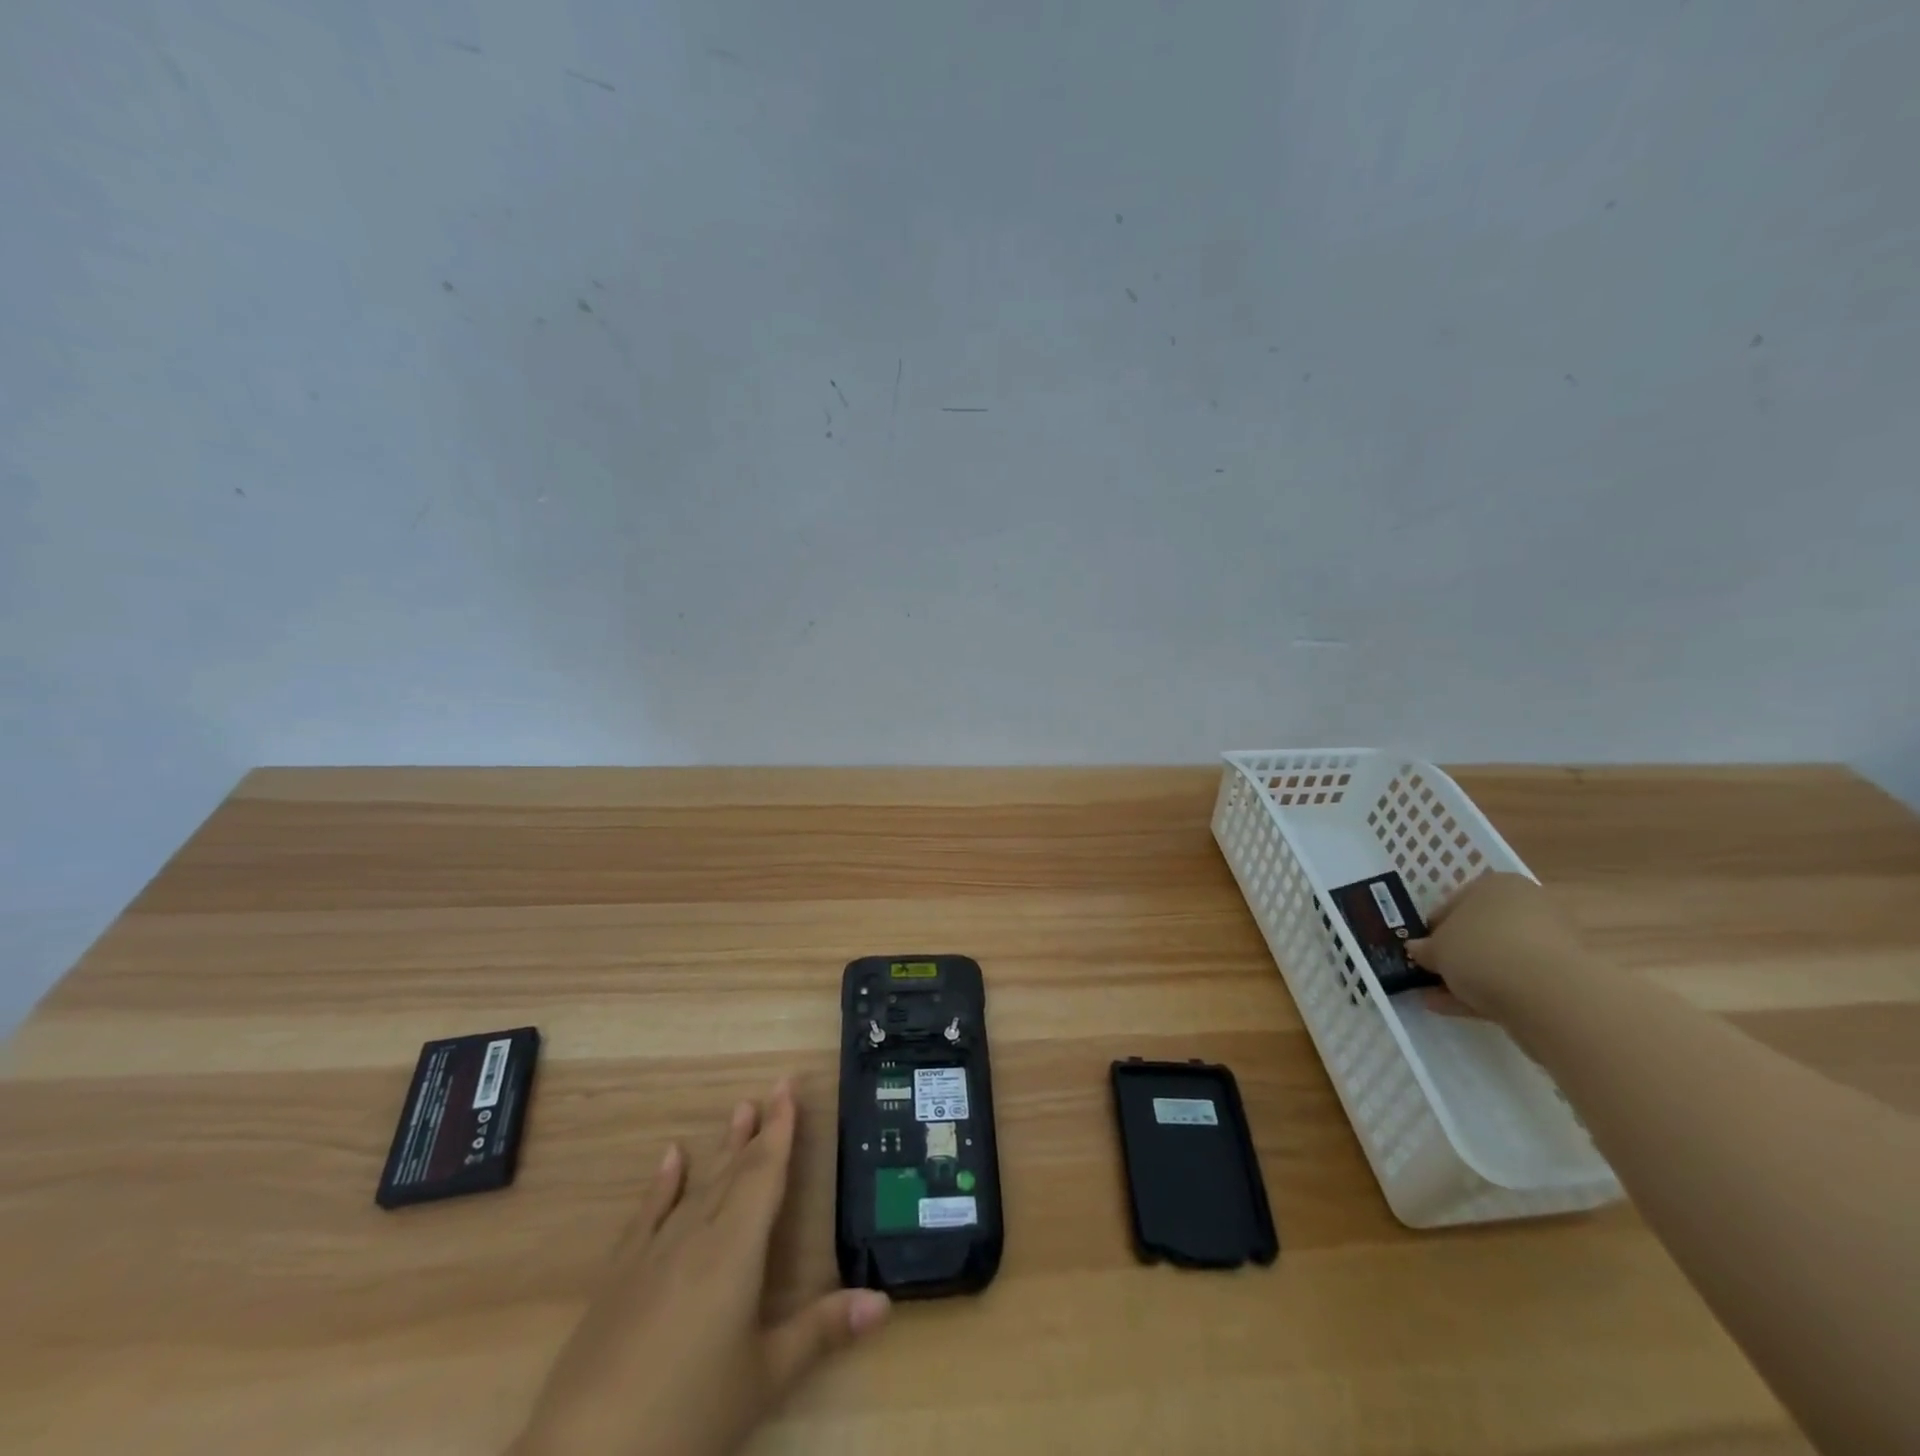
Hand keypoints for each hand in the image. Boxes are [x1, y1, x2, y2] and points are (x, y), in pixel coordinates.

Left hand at [511, 1081, 889, 1455]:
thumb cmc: (688, 1416)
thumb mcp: (764, 1378)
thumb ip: (822, 1331)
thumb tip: (884, 1300)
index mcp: (735, 1250)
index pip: (765, 1174)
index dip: (781, 1129)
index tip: (789, 1086)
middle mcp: (696, 1236)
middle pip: (734, 1172)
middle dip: (758, 1130)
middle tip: (773, 1088)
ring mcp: (653, 1253)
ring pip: (697, 1185)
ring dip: (721, 1148)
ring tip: (738, 1110)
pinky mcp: (618, 1277)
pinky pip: (647, 1215)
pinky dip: (662, 1184)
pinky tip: (670, 1157)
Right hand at [1406, 872, 1593, 1018]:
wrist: (1549, 994)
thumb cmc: (1482, 950)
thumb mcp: (1436, 947)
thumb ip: (1424, 948)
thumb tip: (1418, 950)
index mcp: (1497, 885)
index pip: (1456, 902)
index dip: (1434, 926)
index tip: (1421, 947)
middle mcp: (1527, 907)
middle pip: (1480, 931)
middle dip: (1454, 952)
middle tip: (1431, 971)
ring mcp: (1549, 944)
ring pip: (1497, 959)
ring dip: (1467, 976)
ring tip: (1435, 997)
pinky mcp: (1560, 980)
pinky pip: (1512, 983)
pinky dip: (1484, 993)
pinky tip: (1455, 1008)